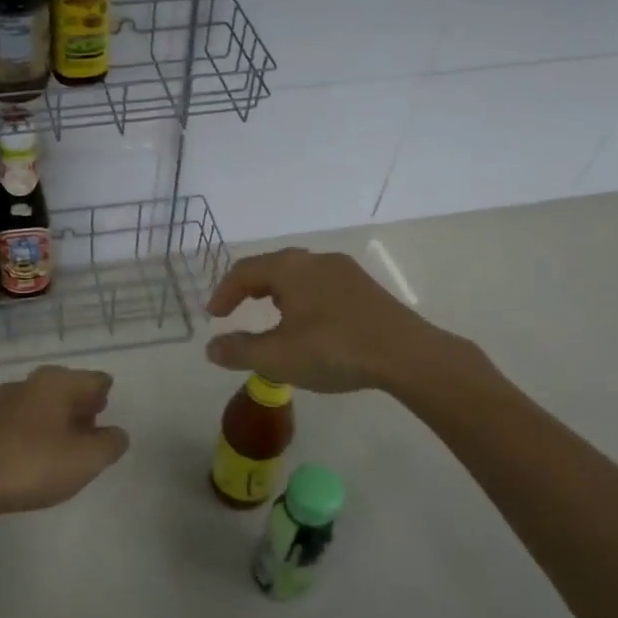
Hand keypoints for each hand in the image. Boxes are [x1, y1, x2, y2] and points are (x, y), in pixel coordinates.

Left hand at [0, 366, 130, 518]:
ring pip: (43, 405)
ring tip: (66, 452)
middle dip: (83, 409)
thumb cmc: (33, 465)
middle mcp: (29, 382)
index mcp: (56, 382)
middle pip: (68, 389)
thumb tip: (116, 434)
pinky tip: (36, 460)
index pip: (95, 380)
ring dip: (59, 423)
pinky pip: (23, 422)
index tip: (108, 423)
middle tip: (92, 435)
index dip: (106, 399)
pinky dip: (36, 434)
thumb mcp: (87, 459)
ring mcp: (3, 402)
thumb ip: (111, 443)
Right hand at [205, 247, 490, 395]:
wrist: (406, 355)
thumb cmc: (333, 349)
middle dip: (250, 289)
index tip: (214, 317)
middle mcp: (315, 260)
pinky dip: (303, 298)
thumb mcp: (277, 357)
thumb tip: (211, 348)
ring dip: (277, 293)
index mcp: (289, 268)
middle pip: (272, 267)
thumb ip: (239, 351)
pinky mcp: (366, 288)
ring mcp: (344, 271)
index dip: (224, 292)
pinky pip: (322, 285)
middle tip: (236, 310)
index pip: (244, 271)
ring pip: (299, 275)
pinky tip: (310, 324)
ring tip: (271, 317)